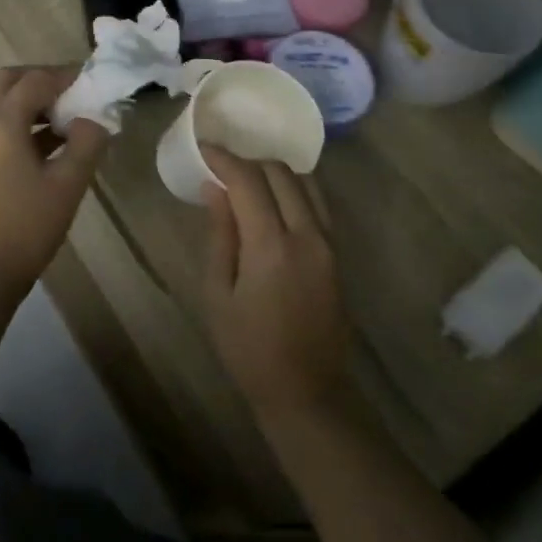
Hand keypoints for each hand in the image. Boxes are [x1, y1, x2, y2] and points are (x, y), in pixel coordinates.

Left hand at [0, 66, 109, 290]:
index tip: (90, 83)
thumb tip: (92, 120)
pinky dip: (14, 120)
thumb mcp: (68, 184)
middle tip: (71, 94)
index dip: (64, 76)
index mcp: (0, 122)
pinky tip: (43, 143)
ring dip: (26, 101)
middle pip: (7, 81)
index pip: (35, 81)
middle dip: (39, 80)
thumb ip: (86, 142)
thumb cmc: (28, 226)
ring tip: (62, 120)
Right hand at [198, 147, 352, 418]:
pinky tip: (272, 200)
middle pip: (280, 173)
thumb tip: (215, 190)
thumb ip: (220, 235)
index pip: (248, 181)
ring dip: (274, 172)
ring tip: (246, 180)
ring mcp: (328, 243)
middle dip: (248, 161)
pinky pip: (317, 204)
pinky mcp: (337, 254)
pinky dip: (293, 189)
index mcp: (271, 246)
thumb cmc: (249, 348)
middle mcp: (307, 235)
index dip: (224, 159)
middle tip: (221, 167)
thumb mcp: (218, 294)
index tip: (203, 150)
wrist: (306, 391)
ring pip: (305, 183)